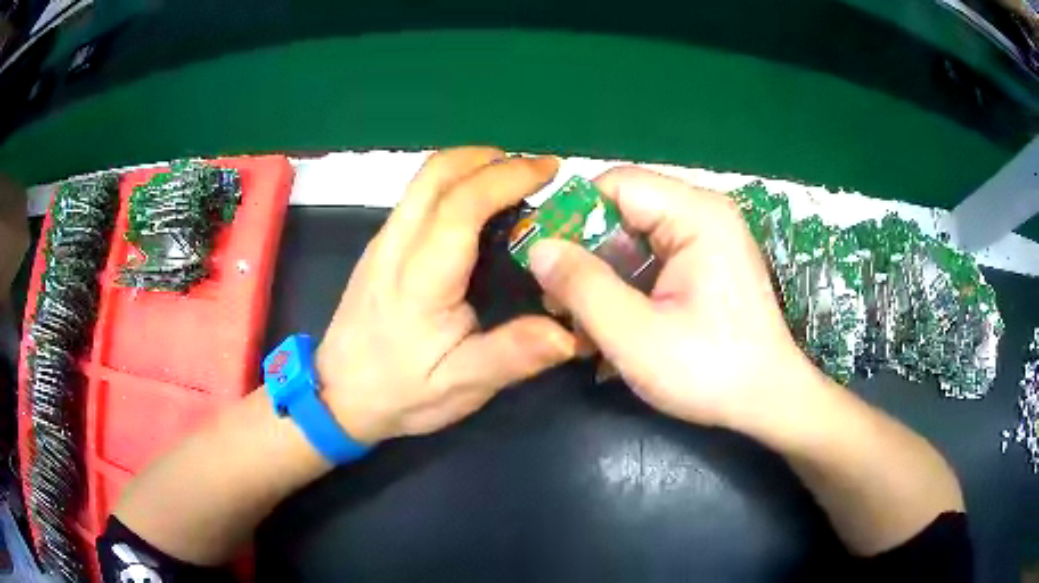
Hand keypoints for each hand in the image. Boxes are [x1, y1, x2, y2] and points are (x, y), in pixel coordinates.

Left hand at [316, 148, 577, 443]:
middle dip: (488, 158)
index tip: (550, 169)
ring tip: (510, 181)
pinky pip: (416, 197)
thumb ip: (512, 355)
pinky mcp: (378, 248)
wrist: (337, 395)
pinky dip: (452, 183)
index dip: (509, 177)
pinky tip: (475, 208)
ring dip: (469, 166)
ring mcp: (382, 242)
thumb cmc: (400, 392)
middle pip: (436, 173)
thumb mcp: (460, 386)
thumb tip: (570, 333)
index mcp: (421, 277)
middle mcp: (396, 245)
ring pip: (423, 180)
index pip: (463, 203)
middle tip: (532, 170)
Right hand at [528, 167, 823, 430]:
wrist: (769, 401)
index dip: (571, 215)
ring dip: (602, 275)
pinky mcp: (707, 262)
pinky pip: (652, 257)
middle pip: (623, 209)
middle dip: (585, 254)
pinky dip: (626, 285)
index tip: (541, 259)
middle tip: (558, 302)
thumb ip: (582, 286)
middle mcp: (704, 213)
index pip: (615, 185)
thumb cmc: (710, 372)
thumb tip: (537, 248)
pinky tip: (612, 323)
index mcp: (697, 215)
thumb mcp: (636, 336)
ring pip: (633, 236)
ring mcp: (708, 238)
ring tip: (581, 322)